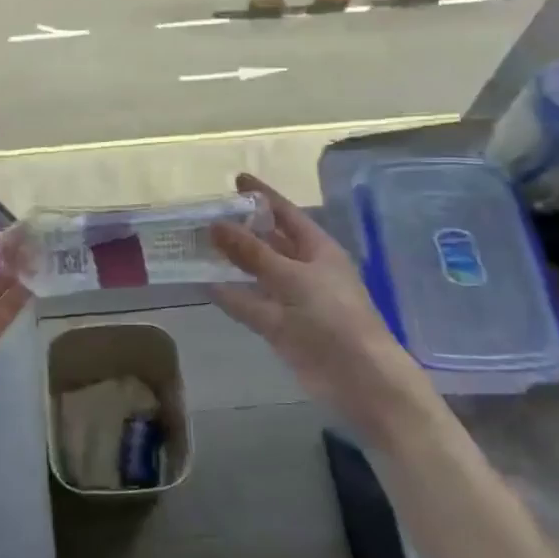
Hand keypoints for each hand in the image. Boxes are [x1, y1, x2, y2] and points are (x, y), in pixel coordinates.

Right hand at [210, 174, 436, 434]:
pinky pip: (251, 304)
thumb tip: (215, 224)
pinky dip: (232, 295)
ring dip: (233, 261)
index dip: (263, 196)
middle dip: (242, 228)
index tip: (237, 180)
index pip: (286, 213)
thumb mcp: (291, 277)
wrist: (358, 377)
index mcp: (318, 249)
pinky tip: (205, 285)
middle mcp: (305, 269)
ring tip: (200, 245)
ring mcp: (293, 299)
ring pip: (257, 273)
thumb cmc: (333, 316)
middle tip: (208, 213)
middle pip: (270, 241)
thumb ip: (251, 252)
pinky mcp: (282, 327)